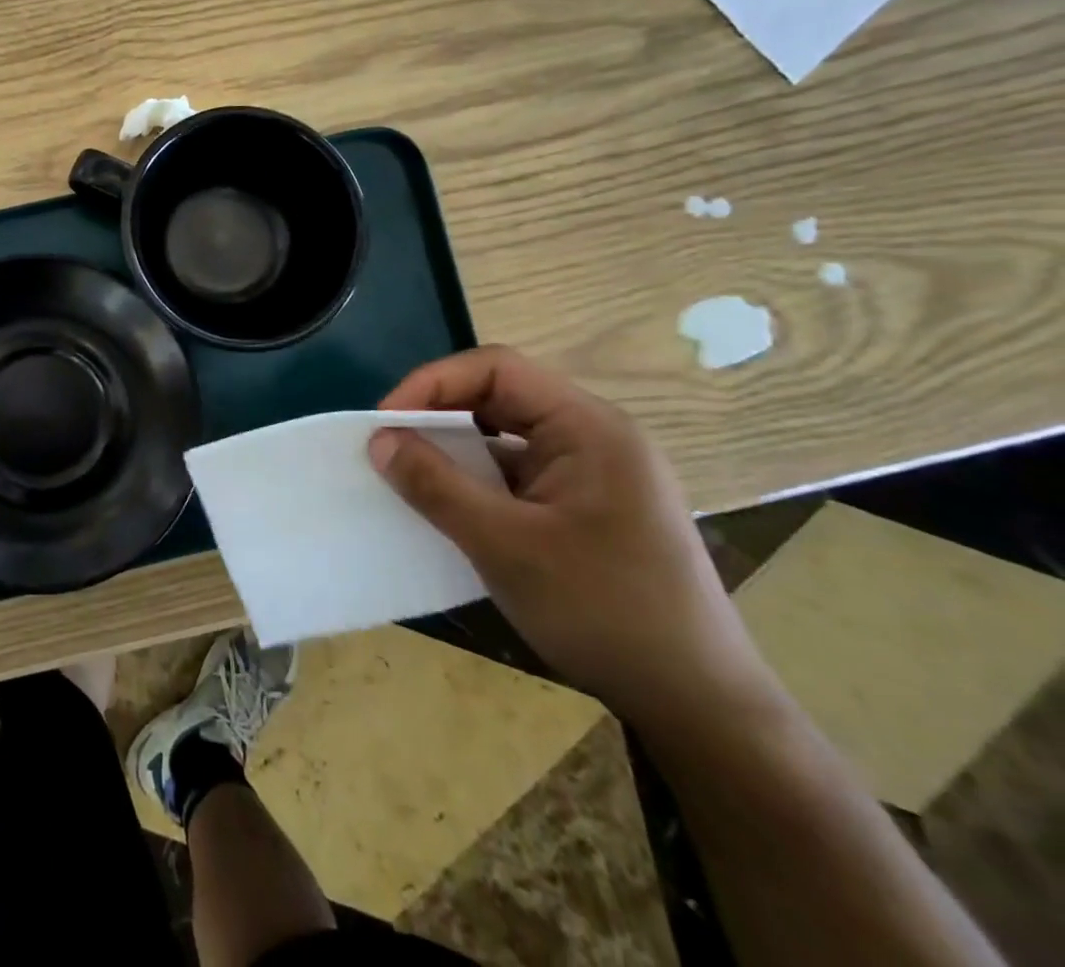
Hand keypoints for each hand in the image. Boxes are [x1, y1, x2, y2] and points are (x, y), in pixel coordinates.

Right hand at [368, 345, 776, 729]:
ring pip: (505, 437)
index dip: (433, 384)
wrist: (698, 707)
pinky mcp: (585, 507)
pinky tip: (448, 508)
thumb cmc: (605, 613)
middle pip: (500, 397)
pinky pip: (517, 473)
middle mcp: (594, 437)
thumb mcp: (506, 547)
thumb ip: (436, 486)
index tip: (385, 422)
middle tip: (388, 446)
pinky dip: (476, 481)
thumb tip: (378, 439)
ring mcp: (593, 473)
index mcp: (589, 428)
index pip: (497, 370)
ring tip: (408, 475)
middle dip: (439, 415)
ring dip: (455, 450)